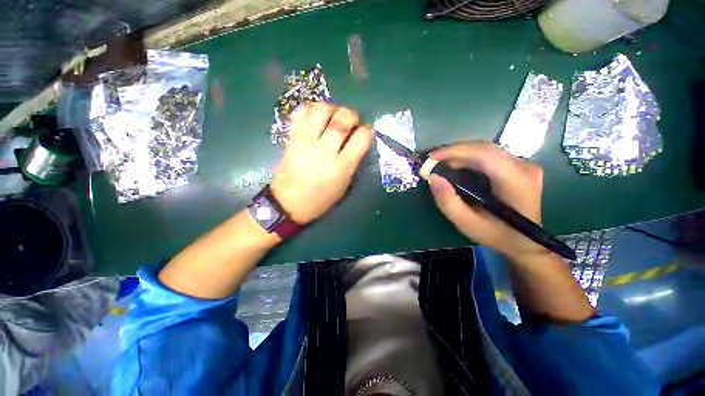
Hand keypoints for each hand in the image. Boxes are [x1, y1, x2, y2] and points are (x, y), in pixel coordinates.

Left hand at [271, 103, 372, 224]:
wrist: (288, 203)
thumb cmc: (320, 199)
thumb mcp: (343, 186)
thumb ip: (352, 162)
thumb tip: (357, 141)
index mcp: (341, 167)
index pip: (361, 138)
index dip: (367, 131)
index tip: (365, 132)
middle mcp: (324, 150)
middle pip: (342, 119)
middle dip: (352, 114)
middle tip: (351, 121)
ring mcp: (306, 142)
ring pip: (321, 110)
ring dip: (332, 108)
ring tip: (333, 116)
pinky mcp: (292, 138)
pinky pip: (301, 113)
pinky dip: (311, 109)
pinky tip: (316, 116)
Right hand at [428, 142, 545, 260]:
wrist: (524, 241)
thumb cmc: (495, 234)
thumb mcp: (466, 223)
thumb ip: (448, 201)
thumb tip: (433, 177)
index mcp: (516, 182)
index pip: (486, 154)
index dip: (457, 152)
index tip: (432, 157)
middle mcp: (524, 167)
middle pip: (485, 148)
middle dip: (455, 152)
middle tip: (433, 160)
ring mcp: (524, 165)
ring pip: (486, 149)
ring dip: (461, 154)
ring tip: (442, 163)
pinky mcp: (518, 166)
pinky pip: (489, 155)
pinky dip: (469, 158)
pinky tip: (456, 165)